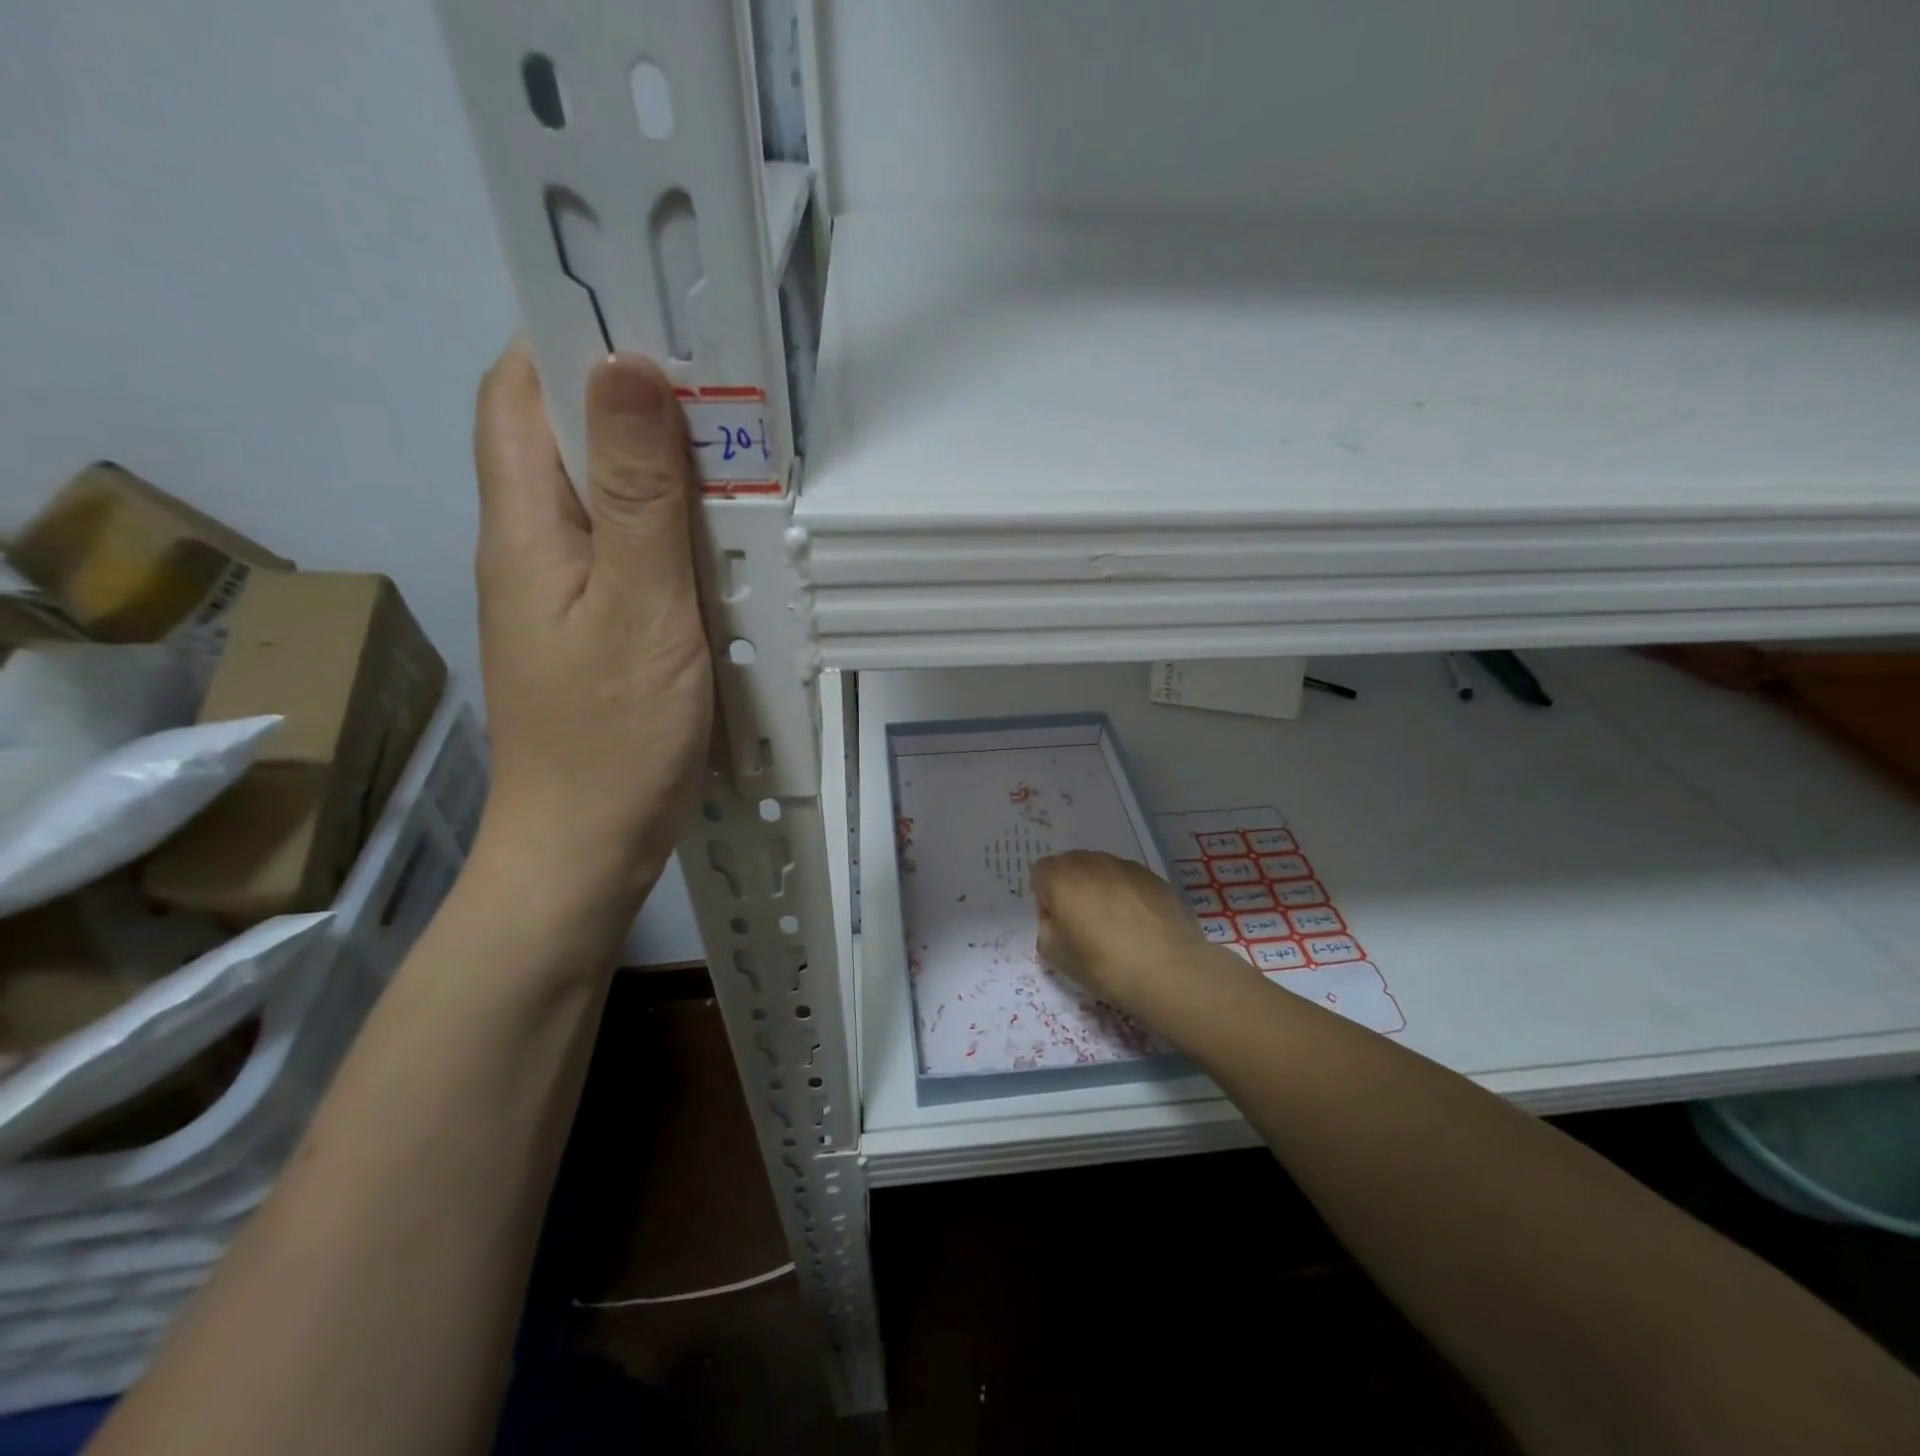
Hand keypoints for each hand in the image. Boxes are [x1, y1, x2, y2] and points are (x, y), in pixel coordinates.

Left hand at [469, 341, 711, 928]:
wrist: (587, 848)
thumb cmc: (613, 736)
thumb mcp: (639, 609)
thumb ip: (640, 496)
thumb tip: (629, 367)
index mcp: (525, 528)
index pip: (519, 393)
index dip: (570, 338)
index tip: (651, 320)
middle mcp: (535, 547)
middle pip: (568, 442)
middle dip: (635, 402)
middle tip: (723, 394)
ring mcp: (568, 594)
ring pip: (609, 501)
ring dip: (665, 472)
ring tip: (738, 459)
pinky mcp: (601, 630)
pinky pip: (634, 555)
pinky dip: (676, 534)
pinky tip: (726, 545)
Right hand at [1031, 850, 1217, 1014]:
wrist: (1168, 970)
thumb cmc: (1103, 965)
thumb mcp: (1055, 956)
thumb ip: (1047, 927)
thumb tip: (1058, 918)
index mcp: (1061, 878)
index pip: (1040, 872)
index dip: (1045, 898)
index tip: (1058, 923)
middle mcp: (1091, 862)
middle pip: (1070, 865)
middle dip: (1071, 888)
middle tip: (1083, 922)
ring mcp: (1125, 866)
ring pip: (1101, 869)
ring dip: (1099, 888)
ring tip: (1115, 923)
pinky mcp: (1153, 876)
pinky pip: (1128, 879)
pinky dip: (1126, 893)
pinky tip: (1139, 924)